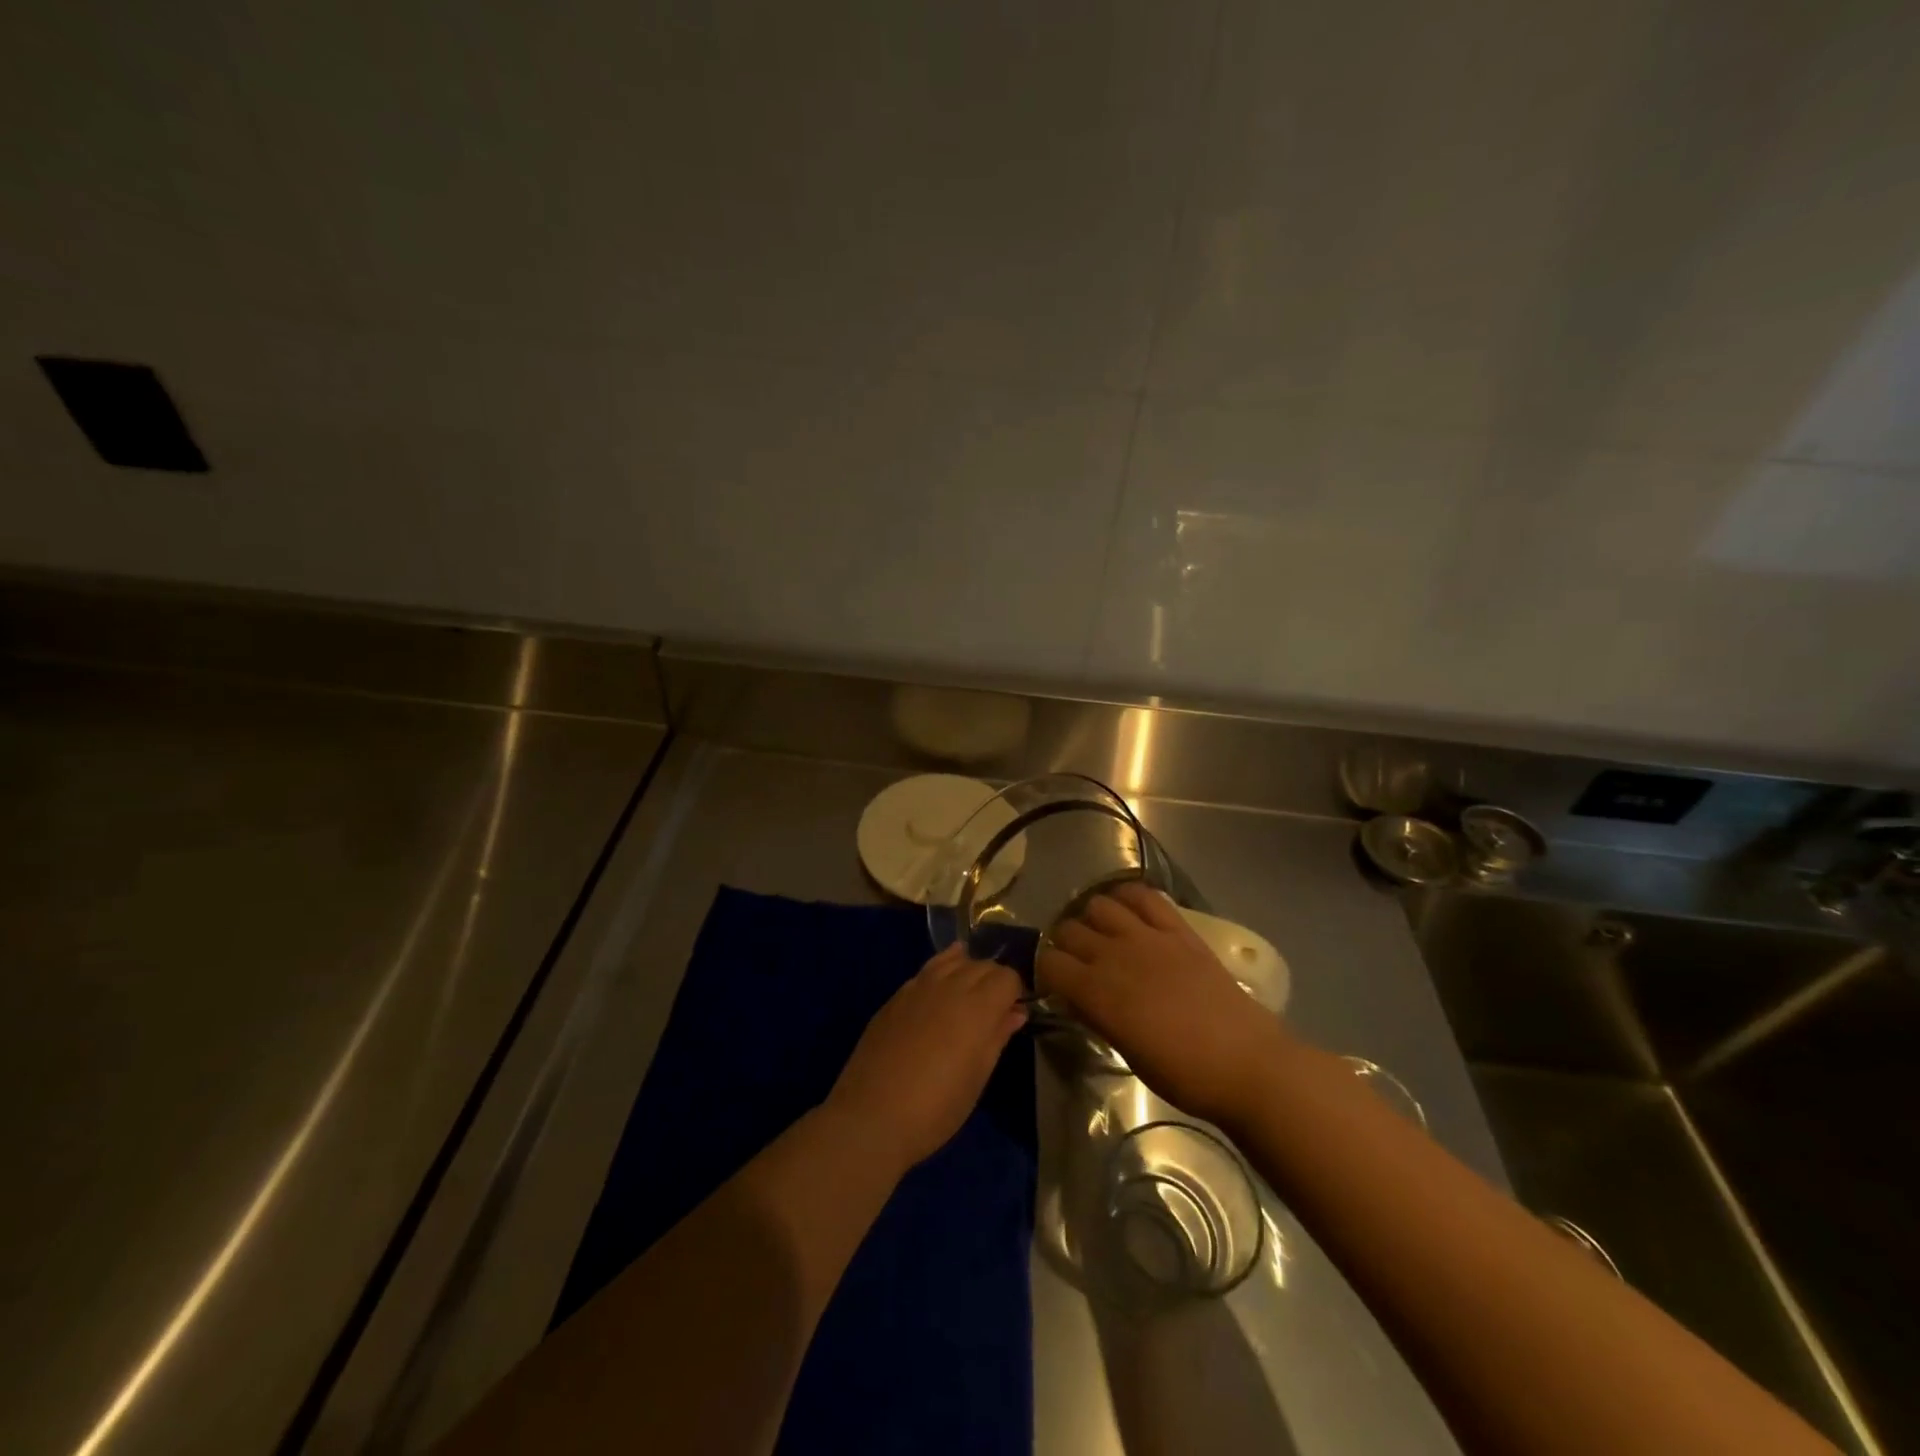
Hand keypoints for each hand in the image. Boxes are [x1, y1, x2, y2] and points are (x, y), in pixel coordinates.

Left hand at [828, 945, 1027, 1170]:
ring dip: (967, 971)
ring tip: (968, 995)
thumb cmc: (936, 1108)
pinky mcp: (896, 996)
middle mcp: (950, 986)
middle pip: (982, 965)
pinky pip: (926, 970)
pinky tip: (940, 988)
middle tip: (993, 1010)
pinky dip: (941, 971)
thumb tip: (1015, 1012)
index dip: (1014, 992)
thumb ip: (998, 1037)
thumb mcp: (977, 1078)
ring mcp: (918, 987)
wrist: (871, 1116)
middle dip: (993, 980)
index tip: (1011, 1014)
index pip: (1007, 977)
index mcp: (977, 1007)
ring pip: (953, 960)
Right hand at [1036, 881, 1290, 1125]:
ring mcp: (1148, 936)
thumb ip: (1097, 1016)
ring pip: (1099, 904)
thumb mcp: (1127, 1052)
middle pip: (1069, 929)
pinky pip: (1144, 896)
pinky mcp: (1178, 929)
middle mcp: (1115, 955)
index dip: (1046, 970)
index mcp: (1098, 992)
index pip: (1050, 962)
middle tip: (1076, 960)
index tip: (1055, 982)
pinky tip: (1128, 911)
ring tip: (1101, 934)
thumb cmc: (1184, 1074)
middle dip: (1064, 943)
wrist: (1246, 1063)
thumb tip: (1076, 997)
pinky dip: (1128, 897)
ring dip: (1092, 917)